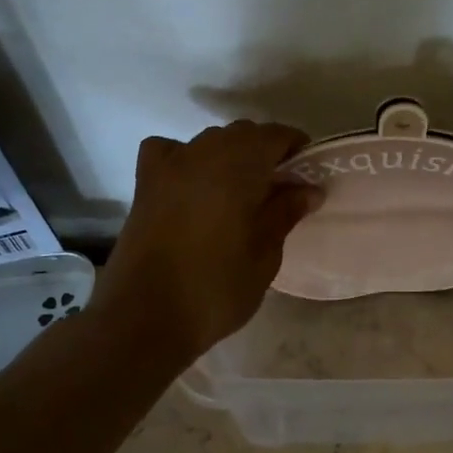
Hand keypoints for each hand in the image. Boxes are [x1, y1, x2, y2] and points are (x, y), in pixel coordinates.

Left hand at [91, 121, 320, 364]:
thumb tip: (309, 189)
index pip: (275, 136)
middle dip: (265, 152)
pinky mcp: (145, 185)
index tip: (309, 174)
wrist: (143, 318)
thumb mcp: (264, 255)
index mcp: (238, 165)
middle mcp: (203, 153)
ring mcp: (169, 166)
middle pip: (242, 134)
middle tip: (280, 189)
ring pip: (209, 142)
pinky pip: (169, 152)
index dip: (296, 148)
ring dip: (230, 155)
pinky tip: (191, 183)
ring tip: (241, 192)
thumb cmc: (216, 289)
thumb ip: (285, 213)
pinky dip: (185, 158)